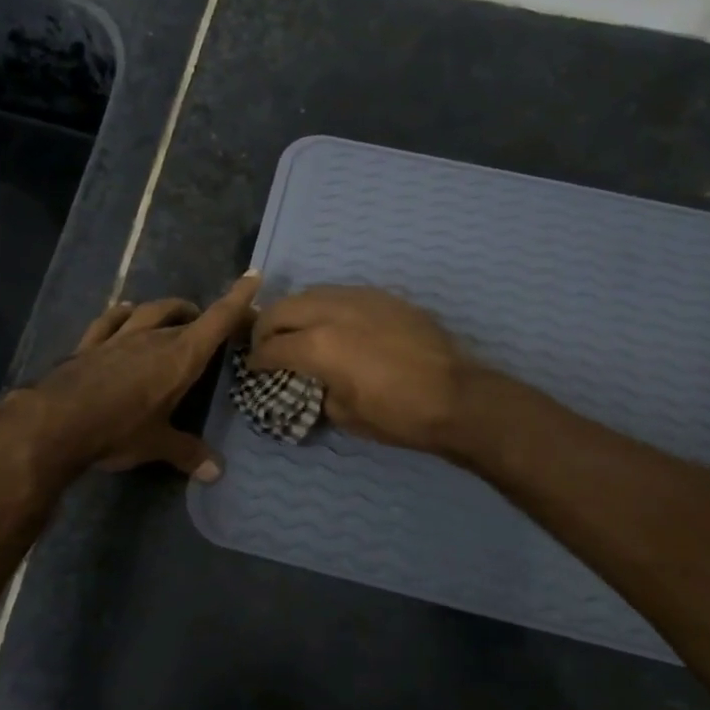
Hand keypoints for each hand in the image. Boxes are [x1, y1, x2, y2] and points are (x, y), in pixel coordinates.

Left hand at [4, 273, 261, 480]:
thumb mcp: (157, 445)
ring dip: (168, 309)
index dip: (236, 299)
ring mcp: (118, 338)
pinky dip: (122, 314)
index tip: (252, 277)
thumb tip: (216, 473)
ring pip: (149, 312)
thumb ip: (188, 453)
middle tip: (214, 326)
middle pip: (186, 318)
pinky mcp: (89, 345)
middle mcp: (152, 339)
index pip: (216, 321)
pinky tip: (126, 311)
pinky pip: (110, 320)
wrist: (56, 423)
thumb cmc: (118, 431)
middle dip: (204, 317)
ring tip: (178, 314)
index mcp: (179, 358)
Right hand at [246, 286, 479, 451]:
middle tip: (266, 346)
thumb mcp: (344, 415)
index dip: (256, 360)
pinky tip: (333, 323)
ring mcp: (360, 298)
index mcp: (317, 346)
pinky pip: (341, 294)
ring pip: (311, 293)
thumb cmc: (397, 415)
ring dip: (295, 311)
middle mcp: (332, 312)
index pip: (271, 347)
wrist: (456, 397)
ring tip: (296, 330)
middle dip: (265, 328)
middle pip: (282, 309)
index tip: (254, 368)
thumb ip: (319, 390)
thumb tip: (315, 381)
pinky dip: (325, 306)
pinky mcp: (383, 297)